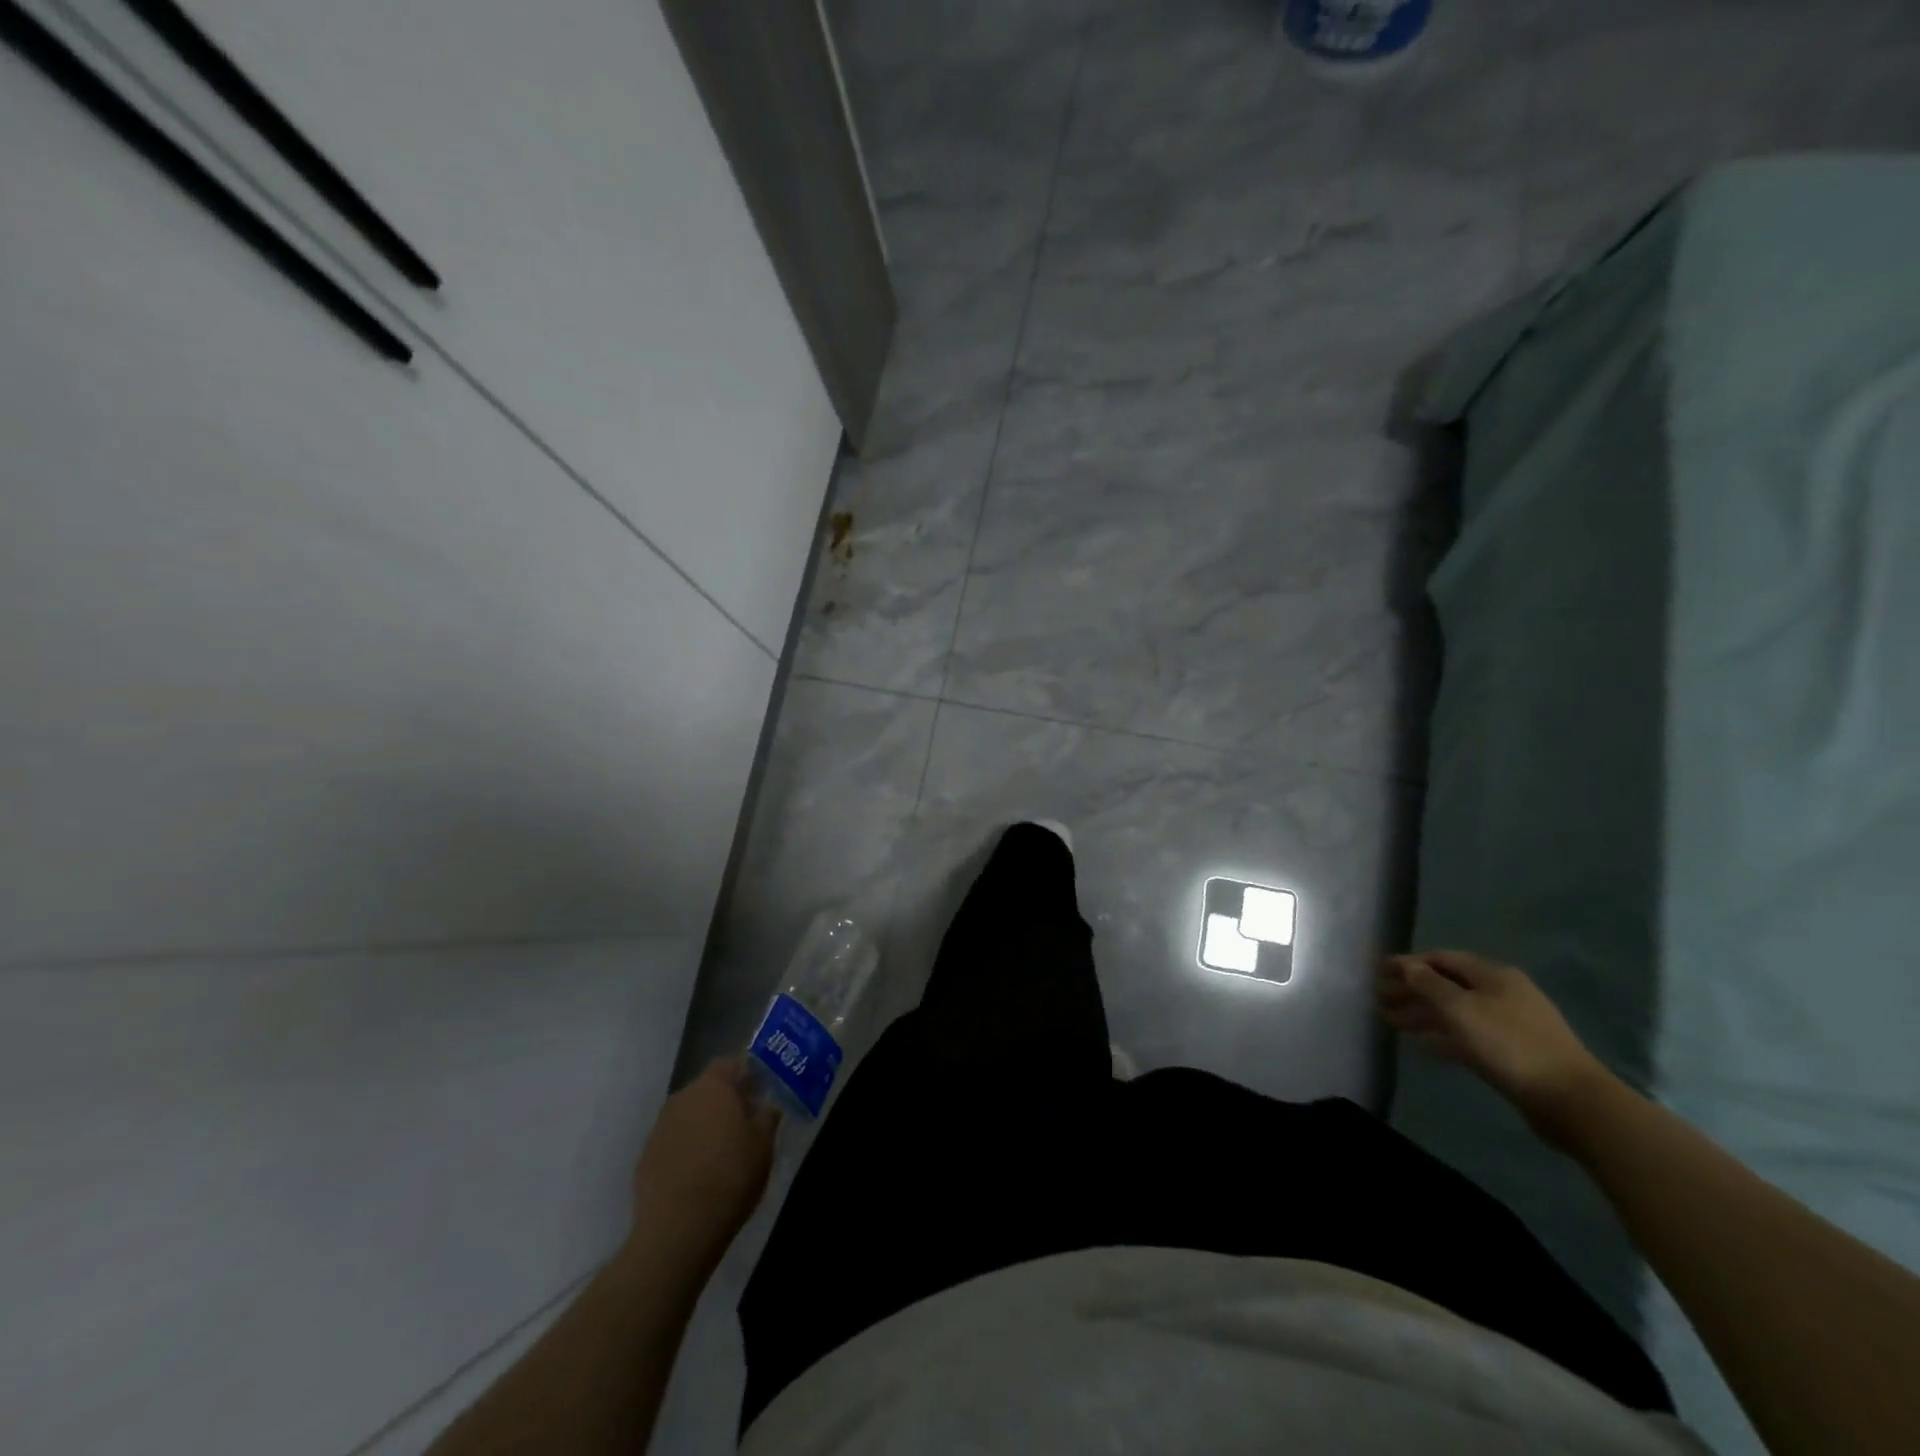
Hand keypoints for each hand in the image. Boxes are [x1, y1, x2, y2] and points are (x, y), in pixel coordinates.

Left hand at [629, 1058, 778, 1270]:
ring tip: (721, 1153)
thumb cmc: (731, 1176)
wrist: (678, 1229)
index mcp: (713, 1086)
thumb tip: (766, 1105)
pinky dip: (685, 1149)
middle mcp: (682, 1098)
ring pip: (688, 1115)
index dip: (745, 1076)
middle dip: (724, 1102)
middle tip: (743, 1125)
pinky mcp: (645, 1157)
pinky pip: (672, 1142)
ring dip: (703, 1126)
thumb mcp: (764, 1145)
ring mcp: (659, 1128)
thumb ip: (767, 1116)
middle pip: (707, 1089)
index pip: (729, 1064)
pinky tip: (697, 1175)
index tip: (758, 1096)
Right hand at [1376, 951, 1612, 1145]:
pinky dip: (1442, 1036)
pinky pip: (1467, 1035)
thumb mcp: (1460, 1009)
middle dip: (1411, 990)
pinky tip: (1422, 1045)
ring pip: (1455, 1012)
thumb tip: (1407, 965)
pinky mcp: (1511, 1052)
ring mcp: (1509, 1023)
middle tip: (1379, 999)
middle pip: (1447, 985)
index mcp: (1493, 975)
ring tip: (1390, 1022)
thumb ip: (1428, 984)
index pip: (1442, 958)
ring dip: (1422, 1014)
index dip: (1409, 963)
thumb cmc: (1509, 1044)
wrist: (1570, 1100)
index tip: (1379, 972)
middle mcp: (1501, 993)